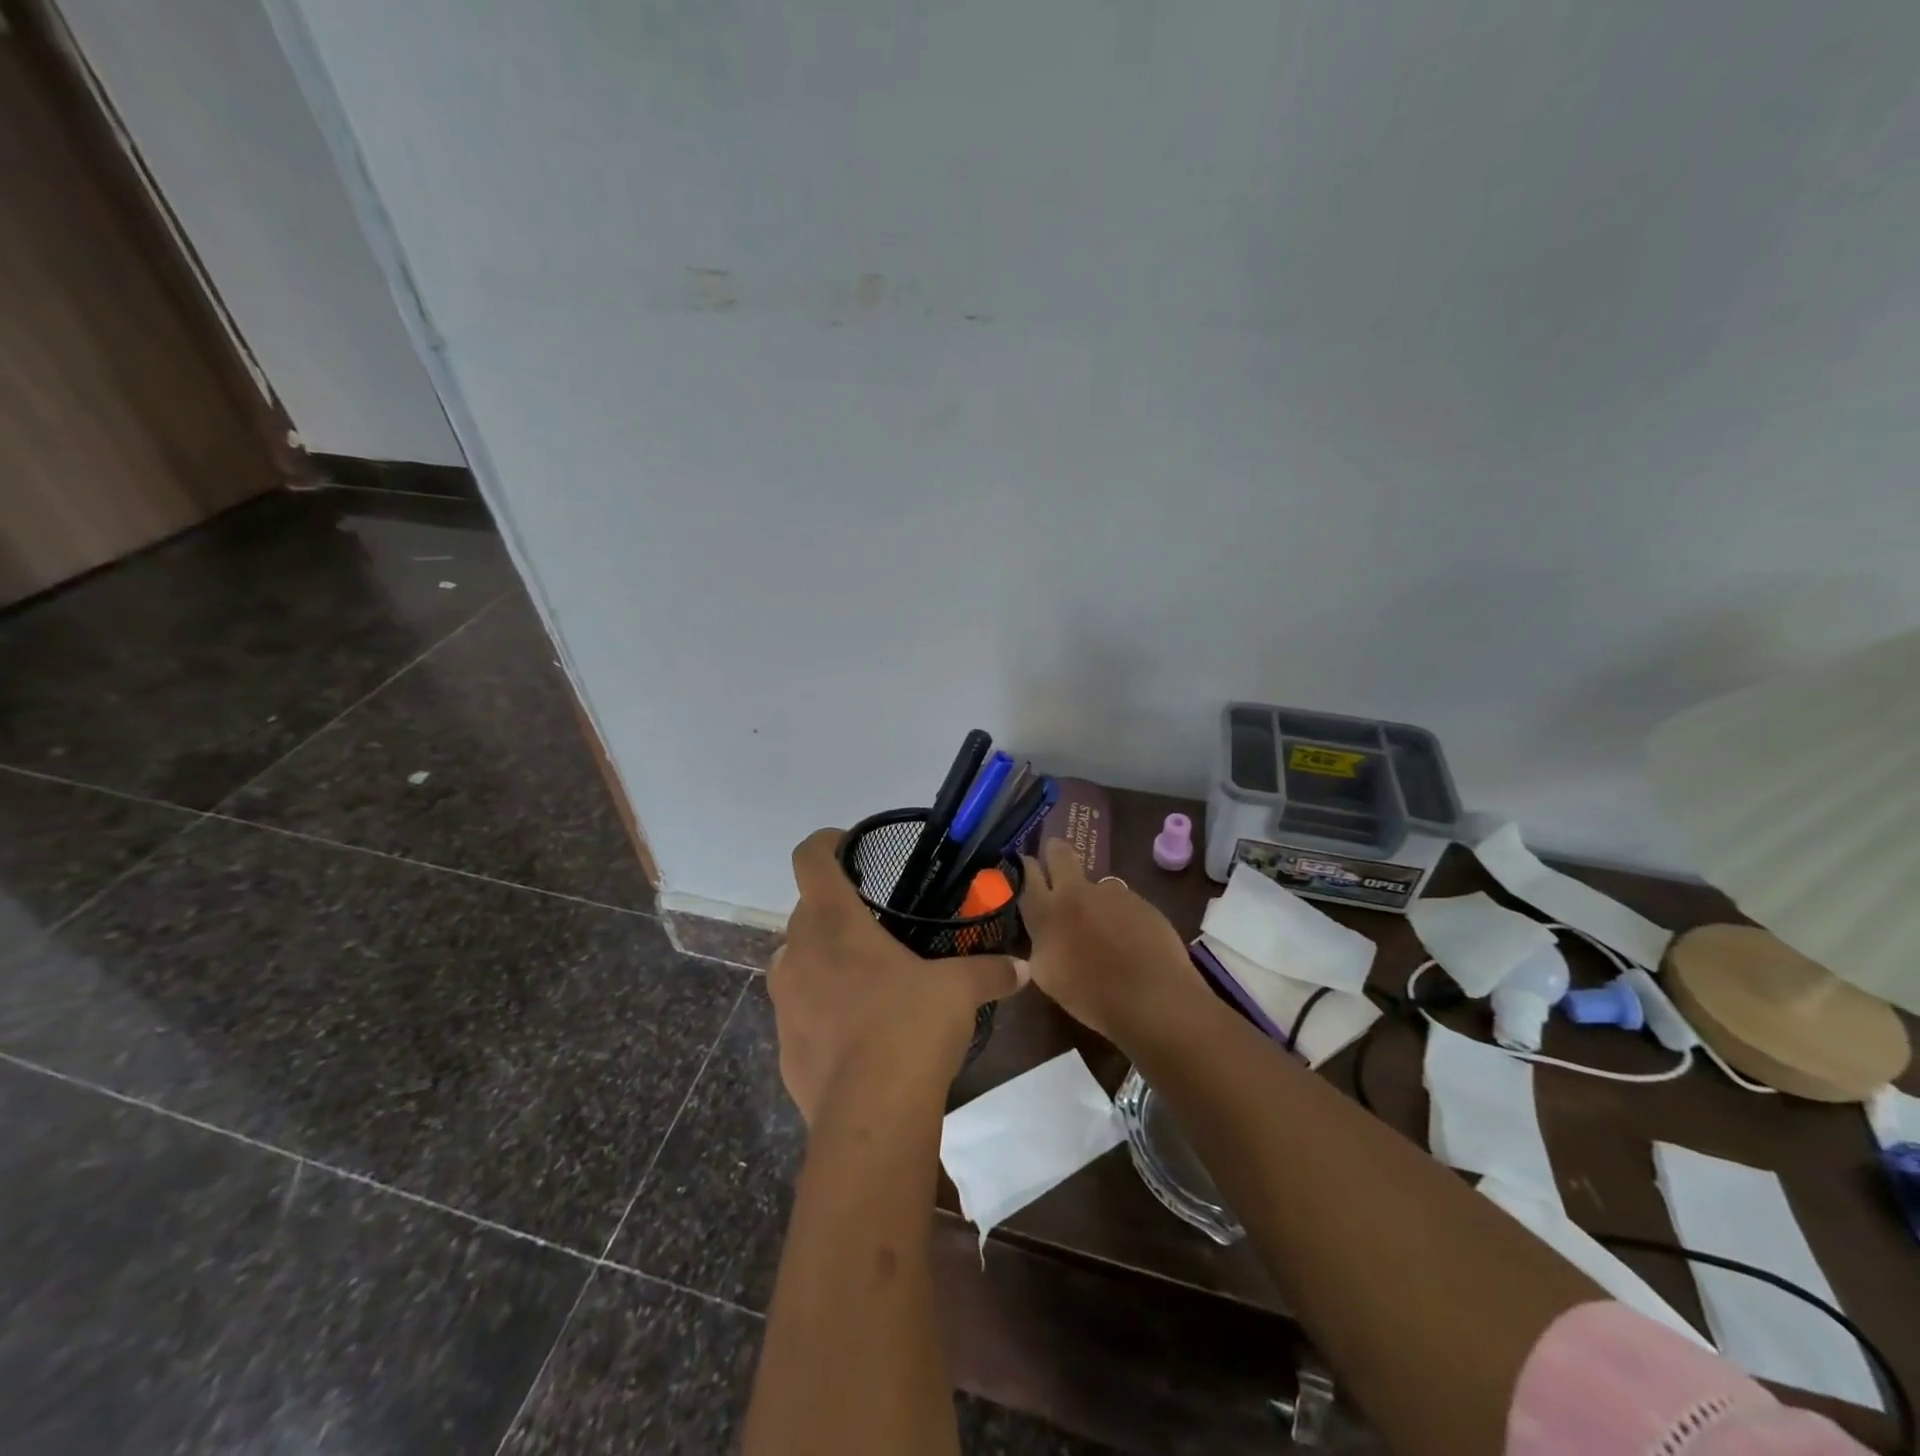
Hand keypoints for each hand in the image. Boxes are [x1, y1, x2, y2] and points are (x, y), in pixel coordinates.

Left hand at [770, 828, 1019, 1123]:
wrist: (870, 1117)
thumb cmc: (910, 1027)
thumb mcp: (959, 991)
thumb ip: (989, 971)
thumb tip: (1022, 968)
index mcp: (834, 923)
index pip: (810, 859)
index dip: (824, 843)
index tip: (846, 845)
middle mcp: (799, 953)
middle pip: (803, 910)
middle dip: (832, 908)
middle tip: (871, 921)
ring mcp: (785, 1002)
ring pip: (796, 960)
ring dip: (821, 958)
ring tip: (863, 975)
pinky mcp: (783, 1047)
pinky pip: (798, 1010)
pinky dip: (819, 1008)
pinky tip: (855, 1031)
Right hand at [1018, 838, 1203, 1044]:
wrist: (1152, 998)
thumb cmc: (1092, 996)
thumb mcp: (1048, 975)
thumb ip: (1041, 944)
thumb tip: (1042, 933)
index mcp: (1047, 912)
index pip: (1028, 874)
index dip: (1026, 866)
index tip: (1027, 865)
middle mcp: (1076, 892)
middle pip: (1060, 854)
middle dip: (1055, 851)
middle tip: (1054, 857)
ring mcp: (1111, 893)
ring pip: (1096, 885)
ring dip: (1094, 898)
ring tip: (1106, 930)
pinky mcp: (1141, 901)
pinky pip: (1123, 903)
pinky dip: (1122, 916)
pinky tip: (1130, 942)